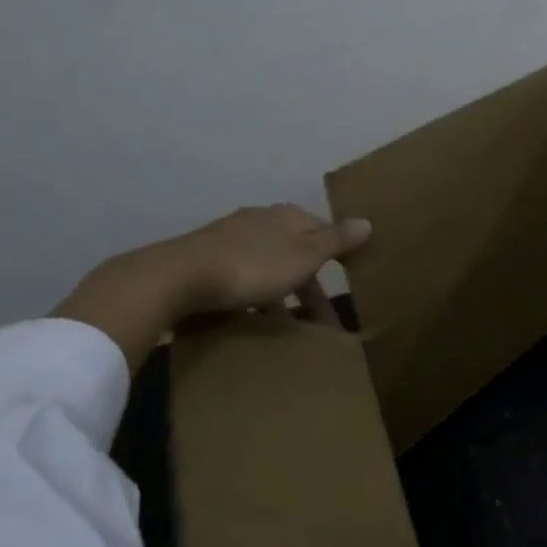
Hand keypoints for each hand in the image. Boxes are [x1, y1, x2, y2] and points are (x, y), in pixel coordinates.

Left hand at [53, 204, 370, 371]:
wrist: (178, 277)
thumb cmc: (253, 266)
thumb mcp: (304, 255)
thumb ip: (336, 240)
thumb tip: (367, 221)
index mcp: (287, 217)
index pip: (323, 231)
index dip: (338, 256)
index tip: (348, 284)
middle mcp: (260, 221)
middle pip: (296, 252)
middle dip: (310, 285)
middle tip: (322, 322)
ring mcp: (229, 239)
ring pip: (268, 267)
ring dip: (282, 294)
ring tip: (288, 329)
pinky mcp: (204, 261)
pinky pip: (241, 279)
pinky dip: (254, 299)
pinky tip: (251, 320)